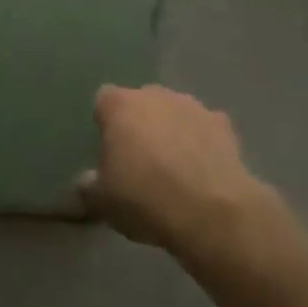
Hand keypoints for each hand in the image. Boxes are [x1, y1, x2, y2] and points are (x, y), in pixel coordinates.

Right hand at [78, 85, 276, 259]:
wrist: (211, 211)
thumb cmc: (145, 198)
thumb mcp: (102, 202)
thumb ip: (88, 187)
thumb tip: (85, 183)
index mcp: (120, 106)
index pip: (103, 101)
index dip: (104, 123)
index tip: (108, 151)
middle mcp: (155, 95)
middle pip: (141, 102)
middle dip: (139, 124)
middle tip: (139, 160)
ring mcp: (192, 105)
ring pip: (174, 112)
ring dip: (171, 130)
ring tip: (174, 168)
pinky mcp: (223, 123)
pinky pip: (204, 128)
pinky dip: (201, 141)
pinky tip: (202, 170)